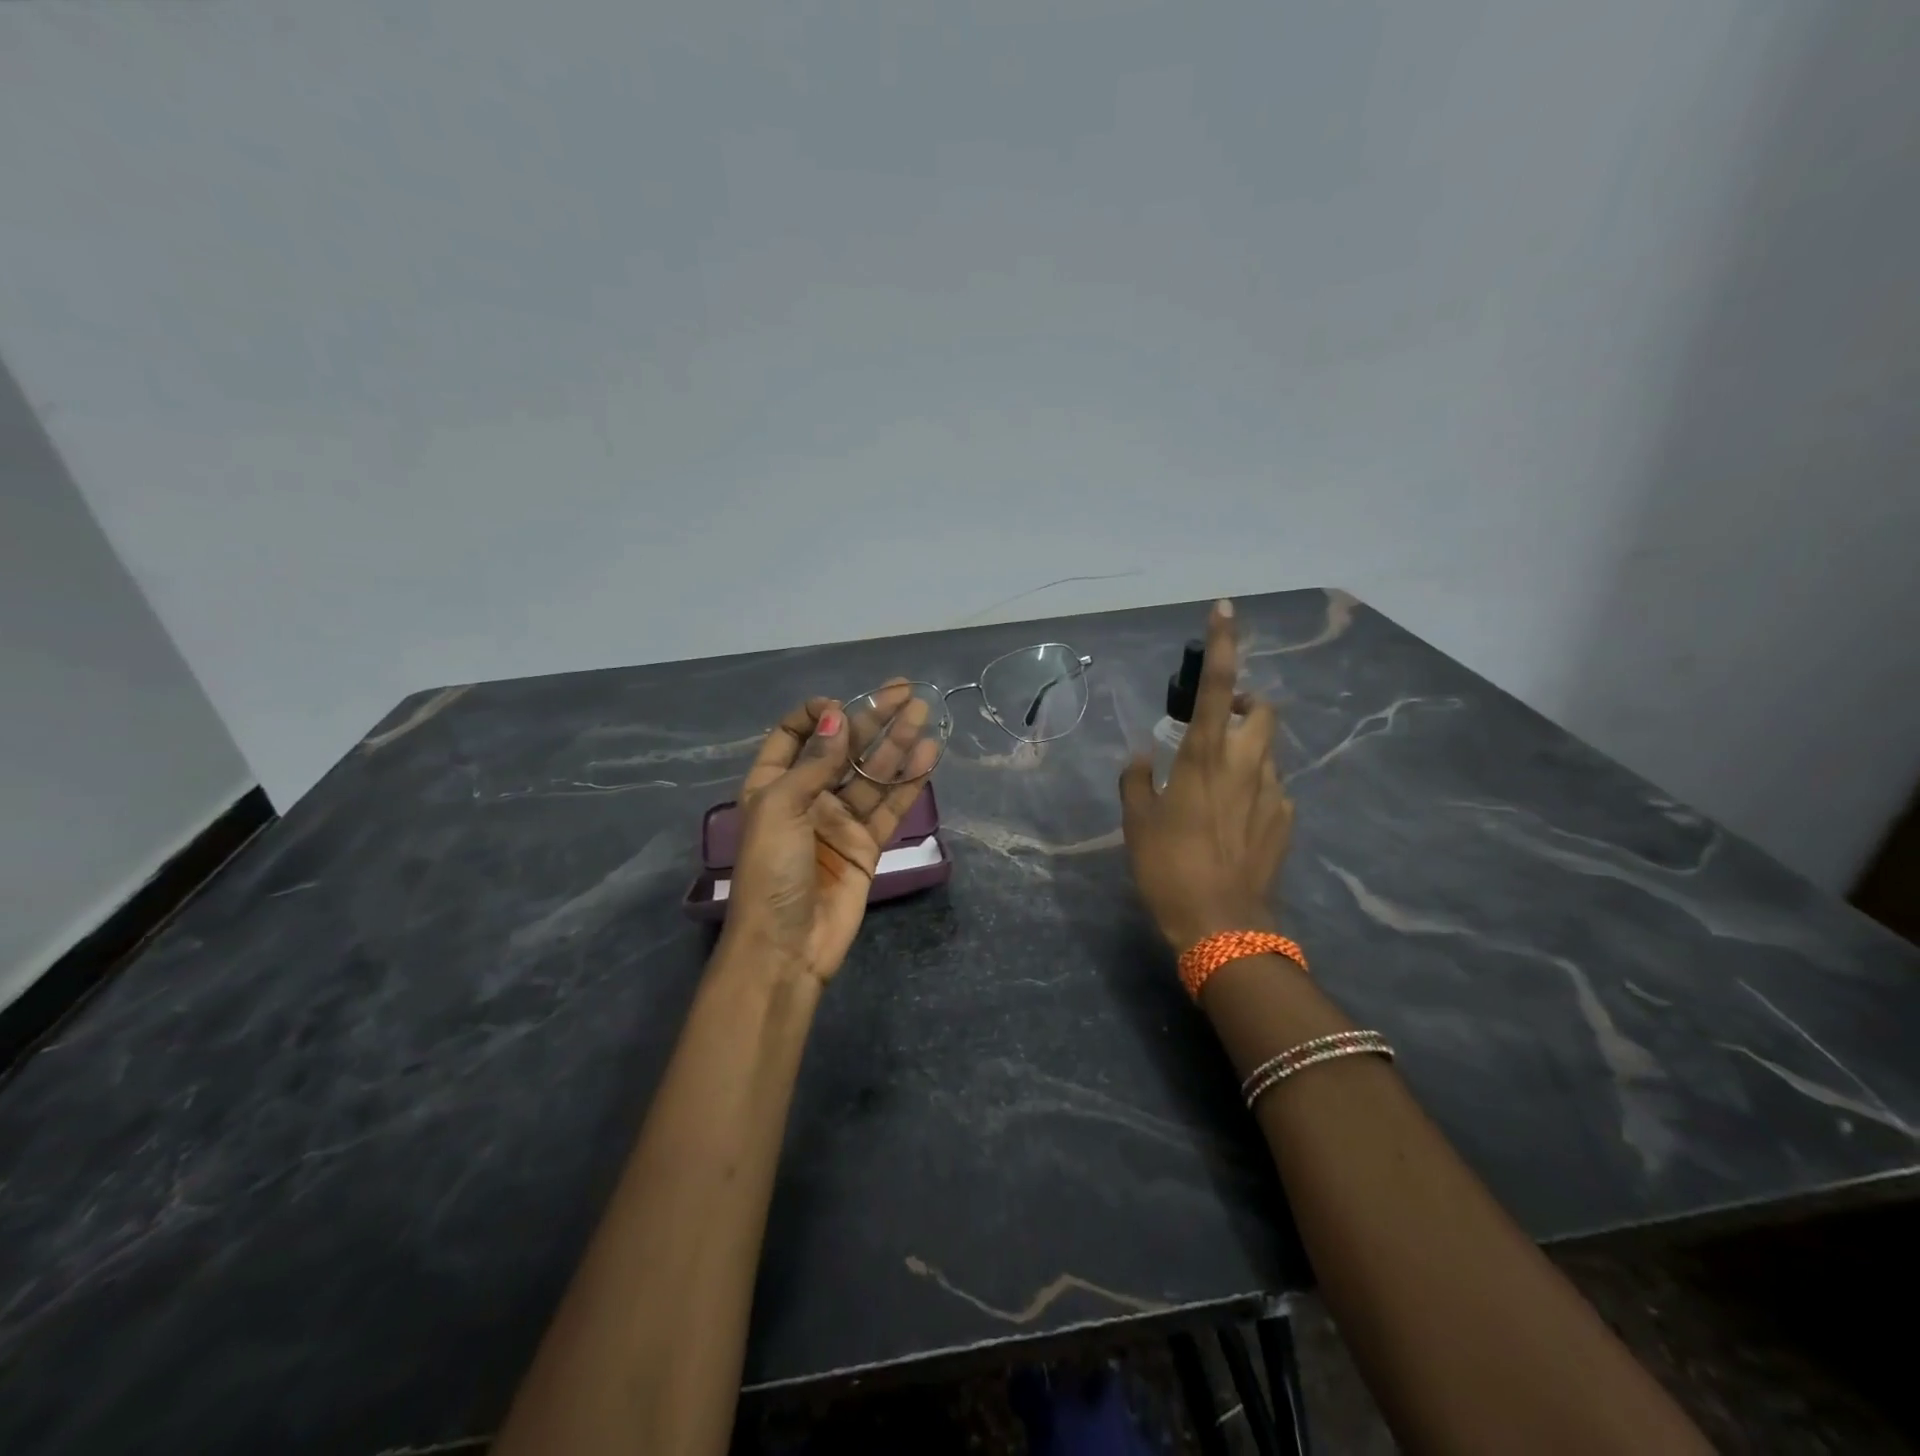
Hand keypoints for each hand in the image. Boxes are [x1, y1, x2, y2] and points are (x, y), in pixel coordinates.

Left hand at [723, 690, 939, 983]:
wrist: (787, 947)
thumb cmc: (772, 872)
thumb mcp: (781, 809)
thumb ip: (814, 763)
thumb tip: (837, 717)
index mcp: (773, 785)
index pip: (793, 735)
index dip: (817, 714)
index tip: (844, 705)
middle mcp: (807, 797)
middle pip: (843, 749)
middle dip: (873, 719)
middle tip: (907, 693)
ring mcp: (839, 821)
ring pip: (872, 774)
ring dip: (897, 744)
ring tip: (925, 714)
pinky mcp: (866, 844)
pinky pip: (890, 806)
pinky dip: (908, 782)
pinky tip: (927, 755)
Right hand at [1119, 600, 1293, 953]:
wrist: (1222, 927)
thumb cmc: (1168, 867)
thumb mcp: (1137, 822)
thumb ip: (1136, 779)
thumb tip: (1142, 756)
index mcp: (1205, 757)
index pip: (1218, 686)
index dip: (1222, 643)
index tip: (1225, 608)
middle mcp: (1247, 765)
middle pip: (1263, 710)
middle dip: (1246, 703)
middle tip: (1218, 722)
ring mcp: (1273, 794)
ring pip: (1268, 750)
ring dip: (1248, 748)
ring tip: (1217, 780)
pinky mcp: (1286, 822)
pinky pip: (1272, 789)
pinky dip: (1254, 788)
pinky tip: (1232, 819)